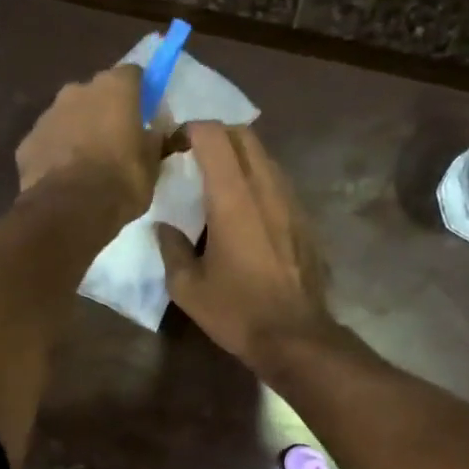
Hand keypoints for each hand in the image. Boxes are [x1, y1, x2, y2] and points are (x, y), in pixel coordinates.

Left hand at [15, 65, 159, 222]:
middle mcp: (77, 90)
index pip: (133, 75)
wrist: (69, 210)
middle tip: (115, 143)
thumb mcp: (152, 165)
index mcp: (114, 88)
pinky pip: (48, 142)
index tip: (145, 116)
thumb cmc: (121, 182)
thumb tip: (154, 132)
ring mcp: (47, 115)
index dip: (140, 94)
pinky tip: (64, 179)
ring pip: (68, 117)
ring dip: (78, 132)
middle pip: (96, 94)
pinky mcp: (27, 142)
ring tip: (87, 166)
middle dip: (105, 113)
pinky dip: (56, 154)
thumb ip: (153, 141)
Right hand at [155, 122, 334, 369]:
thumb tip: (164, 228)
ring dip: (237, 158)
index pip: (212, 135)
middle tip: (190, 159)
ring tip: (214, 184)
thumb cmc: (236, 312)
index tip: (169, 149)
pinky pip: (277, 182)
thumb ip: (171, 248)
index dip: (187, 130)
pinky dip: (255, 181)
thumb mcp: (188, 287)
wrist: (295, 337)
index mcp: (233, 198)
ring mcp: (291, 201)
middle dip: (214, 136)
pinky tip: (242, 212)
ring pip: (264, 156)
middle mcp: (266, 188)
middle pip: (243, 134)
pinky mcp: (304, 219)